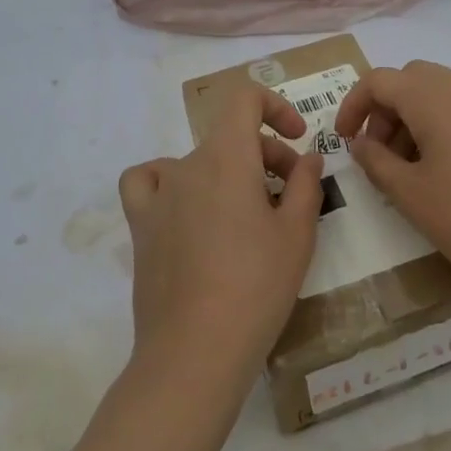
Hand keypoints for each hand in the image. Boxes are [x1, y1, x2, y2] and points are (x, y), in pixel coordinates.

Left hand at [117, 83, 324, 404]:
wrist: (195, 350)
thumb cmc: (256, 287)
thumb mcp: (296, 234)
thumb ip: (305, 185)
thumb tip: (308, 158)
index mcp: (226, 158)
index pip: (243, 99)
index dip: (275, 106)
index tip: (298, 139)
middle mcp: (187, 166)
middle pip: (229, 138)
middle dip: (267, 155)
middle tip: (292, 194)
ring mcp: (159, 197)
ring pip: (199, 162)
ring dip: (229, 172)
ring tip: (248, 210)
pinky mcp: (141, 227)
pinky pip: (149, 183)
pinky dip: (169, 182)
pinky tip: (187, 206)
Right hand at [333, 60, 450, 298]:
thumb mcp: (409, 194)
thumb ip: (375, 160)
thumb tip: (360, 142)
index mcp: (434, 97)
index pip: (379, 80)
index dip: (353, 105)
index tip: (344, 140)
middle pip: (411, 79)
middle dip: (386, 109)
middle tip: (378, 152)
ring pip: (441, 92)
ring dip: (414, 116)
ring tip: (410, 166)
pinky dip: (444, 123)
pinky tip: (446, 167)